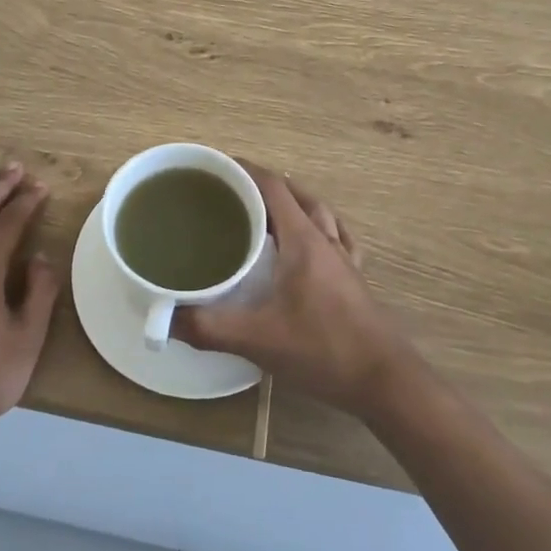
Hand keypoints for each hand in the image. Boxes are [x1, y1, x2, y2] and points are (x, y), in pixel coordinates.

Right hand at [171, 162, 418, 417]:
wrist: (384, 382)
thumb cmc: (323, 350)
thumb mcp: (258, 339)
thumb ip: (209, 327)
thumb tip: (165, 317)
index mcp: (303, 240)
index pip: (273, 187)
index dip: (246, 170)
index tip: (216, 168)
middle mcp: (326, 240)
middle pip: (296, 195)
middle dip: (263, 186)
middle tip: (231, 195)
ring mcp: (344, 260)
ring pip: (319, 214)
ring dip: (293, 204)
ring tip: (264, 214)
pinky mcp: (355, 281)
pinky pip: (337, 239)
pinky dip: (318, 229)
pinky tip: (309, 244)